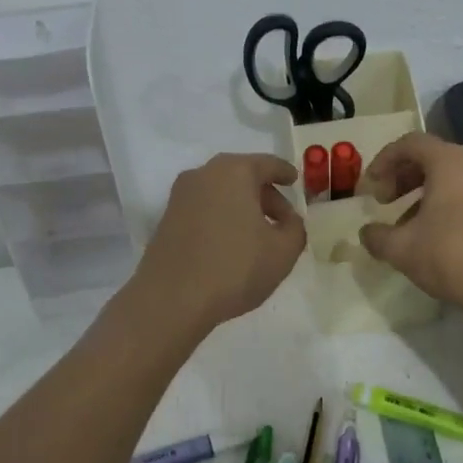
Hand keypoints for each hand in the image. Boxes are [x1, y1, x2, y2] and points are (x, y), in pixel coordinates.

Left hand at [131, 153, 306, 335]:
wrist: (171, 299)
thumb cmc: (235, 268)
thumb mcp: (283, 251)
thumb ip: (295, 228)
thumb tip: (288, 220)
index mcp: (234, 171)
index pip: (268, 164)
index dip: (285, 173)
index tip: (295, 180)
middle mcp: (203, 174)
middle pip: (242, 176)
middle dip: (265, 195)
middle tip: (282, 219)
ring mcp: (180, 196)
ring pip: (221, 192)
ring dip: (242, 208)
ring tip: (258, 235)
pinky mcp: (166, 219)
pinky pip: (204, 208)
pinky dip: (221, 218)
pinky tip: (230, 244)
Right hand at [357, 133, 462, 322]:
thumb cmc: (454, 257)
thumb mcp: (402, 250)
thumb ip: (377, 236)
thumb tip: (366, 232)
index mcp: (449, 163)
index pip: (409, 143)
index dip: (382, 161)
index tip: (368, 188)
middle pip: (430, 157)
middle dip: (400, 176)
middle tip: (383, 202)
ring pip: (448, 176)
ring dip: (420, 193)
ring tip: (403, 224)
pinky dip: (441, 203)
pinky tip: (431, 236)